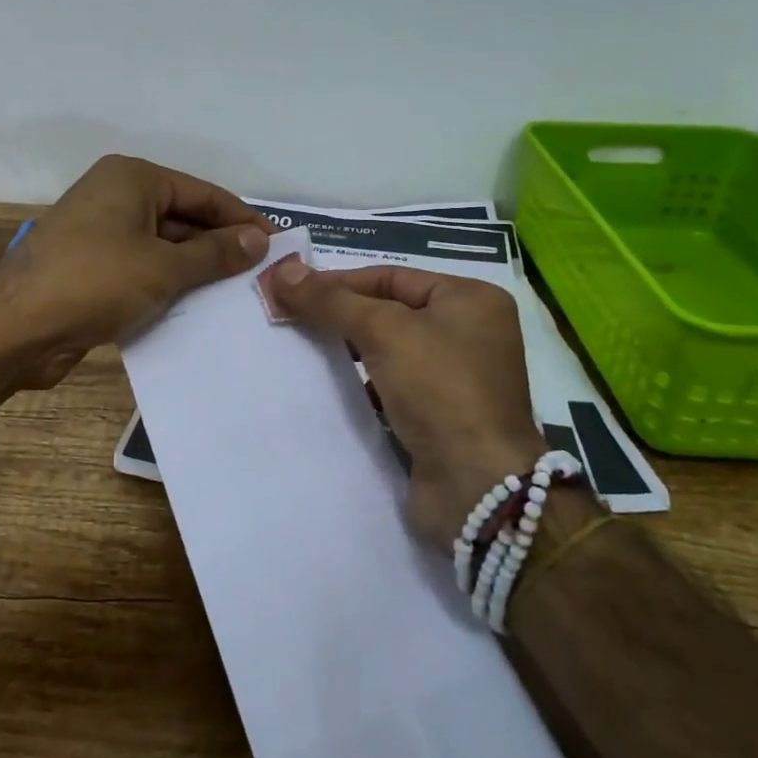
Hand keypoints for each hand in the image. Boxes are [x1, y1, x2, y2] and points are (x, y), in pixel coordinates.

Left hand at [0, 155, 271, 387]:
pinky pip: (142, 267)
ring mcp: (100, 232)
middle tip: (261, 275)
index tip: (278, 246)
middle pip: (183, 217)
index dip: (242, 220)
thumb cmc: (95, 282)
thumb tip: (259, 241)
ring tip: (238, 295)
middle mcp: (115, 196)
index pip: (203, 194)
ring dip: (195, 269)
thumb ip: (215, 253)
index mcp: (133, 179)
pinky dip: (167, 284)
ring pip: (163, 245)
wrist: (14, 328)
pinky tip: (196, 308)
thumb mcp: (165, 267)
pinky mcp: (91, 266)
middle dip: (220, 246)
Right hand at [262, 259, 548, 550]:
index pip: (391, 277)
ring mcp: (456, 378)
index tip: (290, 290)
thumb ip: (331, 300)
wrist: (476, 486)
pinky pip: (391, 386)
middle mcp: (469, 333)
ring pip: (388, 351)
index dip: (338, 282)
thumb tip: (280, 271)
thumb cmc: (439, 388)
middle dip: (340, 315)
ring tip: (301, 349)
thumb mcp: (383, 331)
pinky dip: (361, 384)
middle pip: (389, 311)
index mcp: (470, 300)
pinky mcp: (440, 416)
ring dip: (348, 350)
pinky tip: (327, 386)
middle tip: (289, 317)